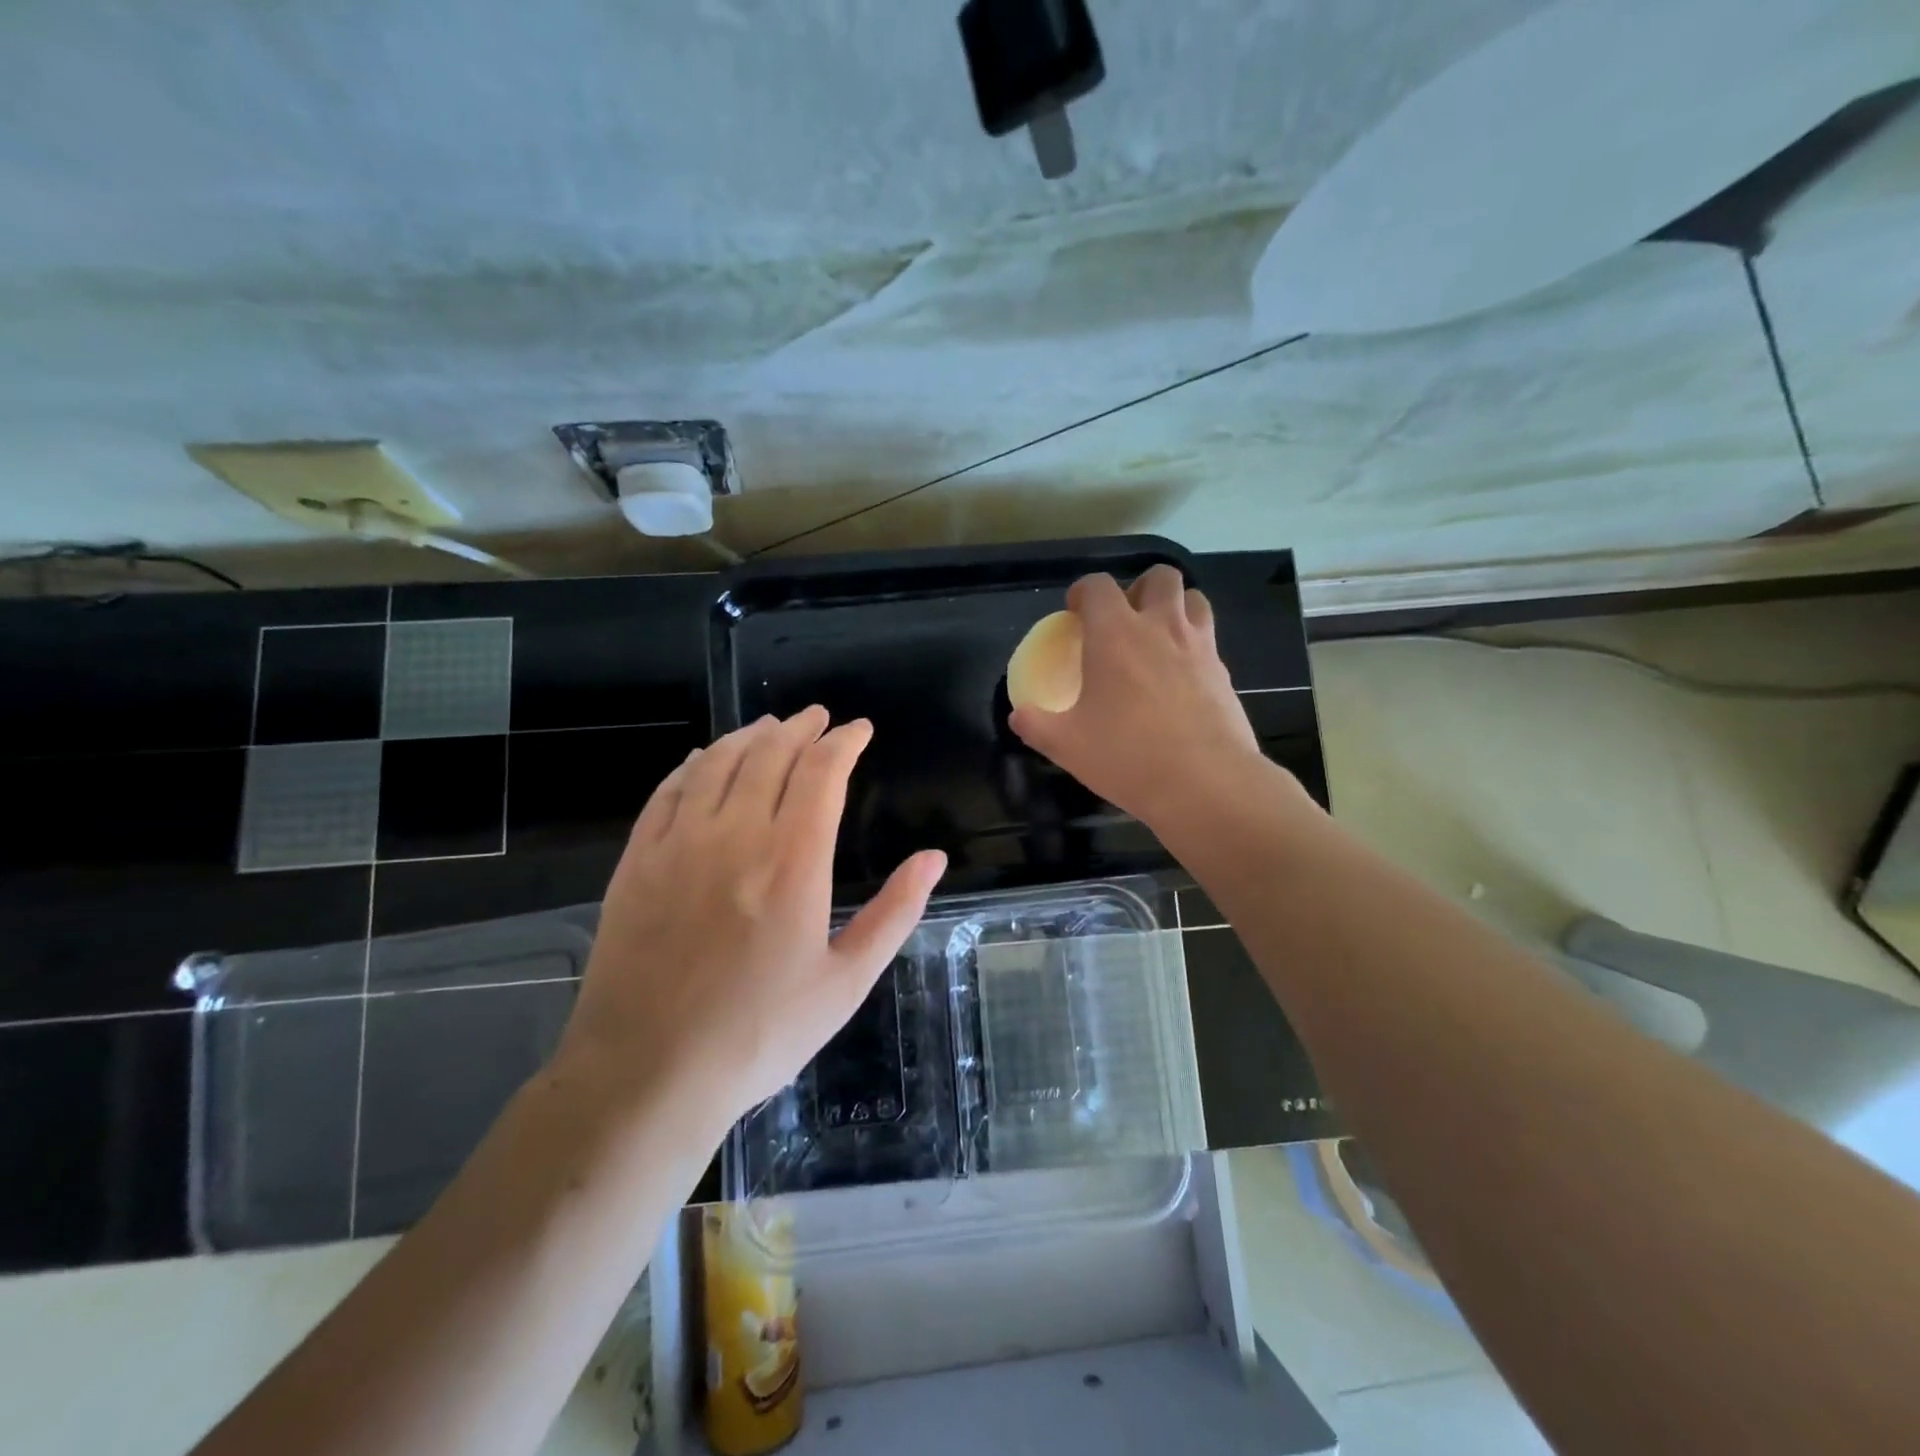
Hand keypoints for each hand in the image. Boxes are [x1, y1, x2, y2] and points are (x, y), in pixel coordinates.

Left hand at [557, 707, 946, 1133]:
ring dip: (749, 736)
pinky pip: (668, 791)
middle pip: (770, 755)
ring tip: (770, 726)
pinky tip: (703, 758)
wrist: (646, 1075)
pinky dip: (693, 764)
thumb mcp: (846, 983)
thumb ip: (895, 913)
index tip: (859, 730)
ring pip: (717, 762)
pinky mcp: (637, 861)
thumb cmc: (759, 1035)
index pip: (822, 773)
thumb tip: (934, 858)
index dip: (844, 742)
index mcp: (793, 862)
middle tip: (818, 718)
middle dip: (800, 728)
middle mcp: (735, 835)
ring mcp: (678, 844)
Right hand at [1009, 567, 1267, 828]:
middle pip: (1159, 577)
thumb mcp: (1066, 746)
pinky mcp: (1224, 672)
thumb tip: (1018, 716)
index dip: (1082, 592)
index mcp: (1115, 635)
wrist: (1205, 783)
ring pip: (1194, 600)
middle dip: (1139, 587)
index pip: (1098, 586)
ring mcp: (1199, 647)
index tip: (1074, 613)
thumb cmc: (1128, 757)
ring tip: (1157, 637)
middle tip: (1125, 618)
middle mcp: (1161, 627)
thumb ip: (1036, 725)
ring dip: (1174, 607)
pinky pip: (1209, 640)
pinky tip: (1180, 678)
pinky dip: (1193, 644)